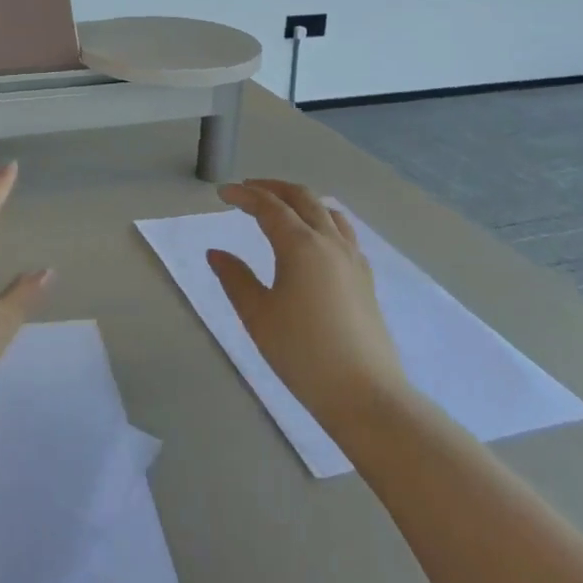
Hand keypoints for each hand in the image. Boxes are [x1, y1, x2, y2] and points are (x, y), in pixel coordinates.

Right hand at [207, 180, 411, 426]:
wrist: (365, 394)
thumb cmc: (303, 354)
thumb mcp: (257, 316)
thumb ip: (235, 278)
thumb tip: (216, 253)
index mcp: (301, 245)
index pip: (268, 206)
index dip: (243, 195)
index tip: (222, 194)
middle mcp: (330, 242)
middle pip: (302, 198)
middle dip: (272, 188)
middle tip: (247, 191)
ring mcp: (353, 259)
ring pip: (327, 211)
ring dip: (300, 200)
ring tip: (280, 207)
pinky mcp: (365, 278)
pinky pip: (343, 232)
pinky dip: (322, 219)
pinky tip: (313, 238)